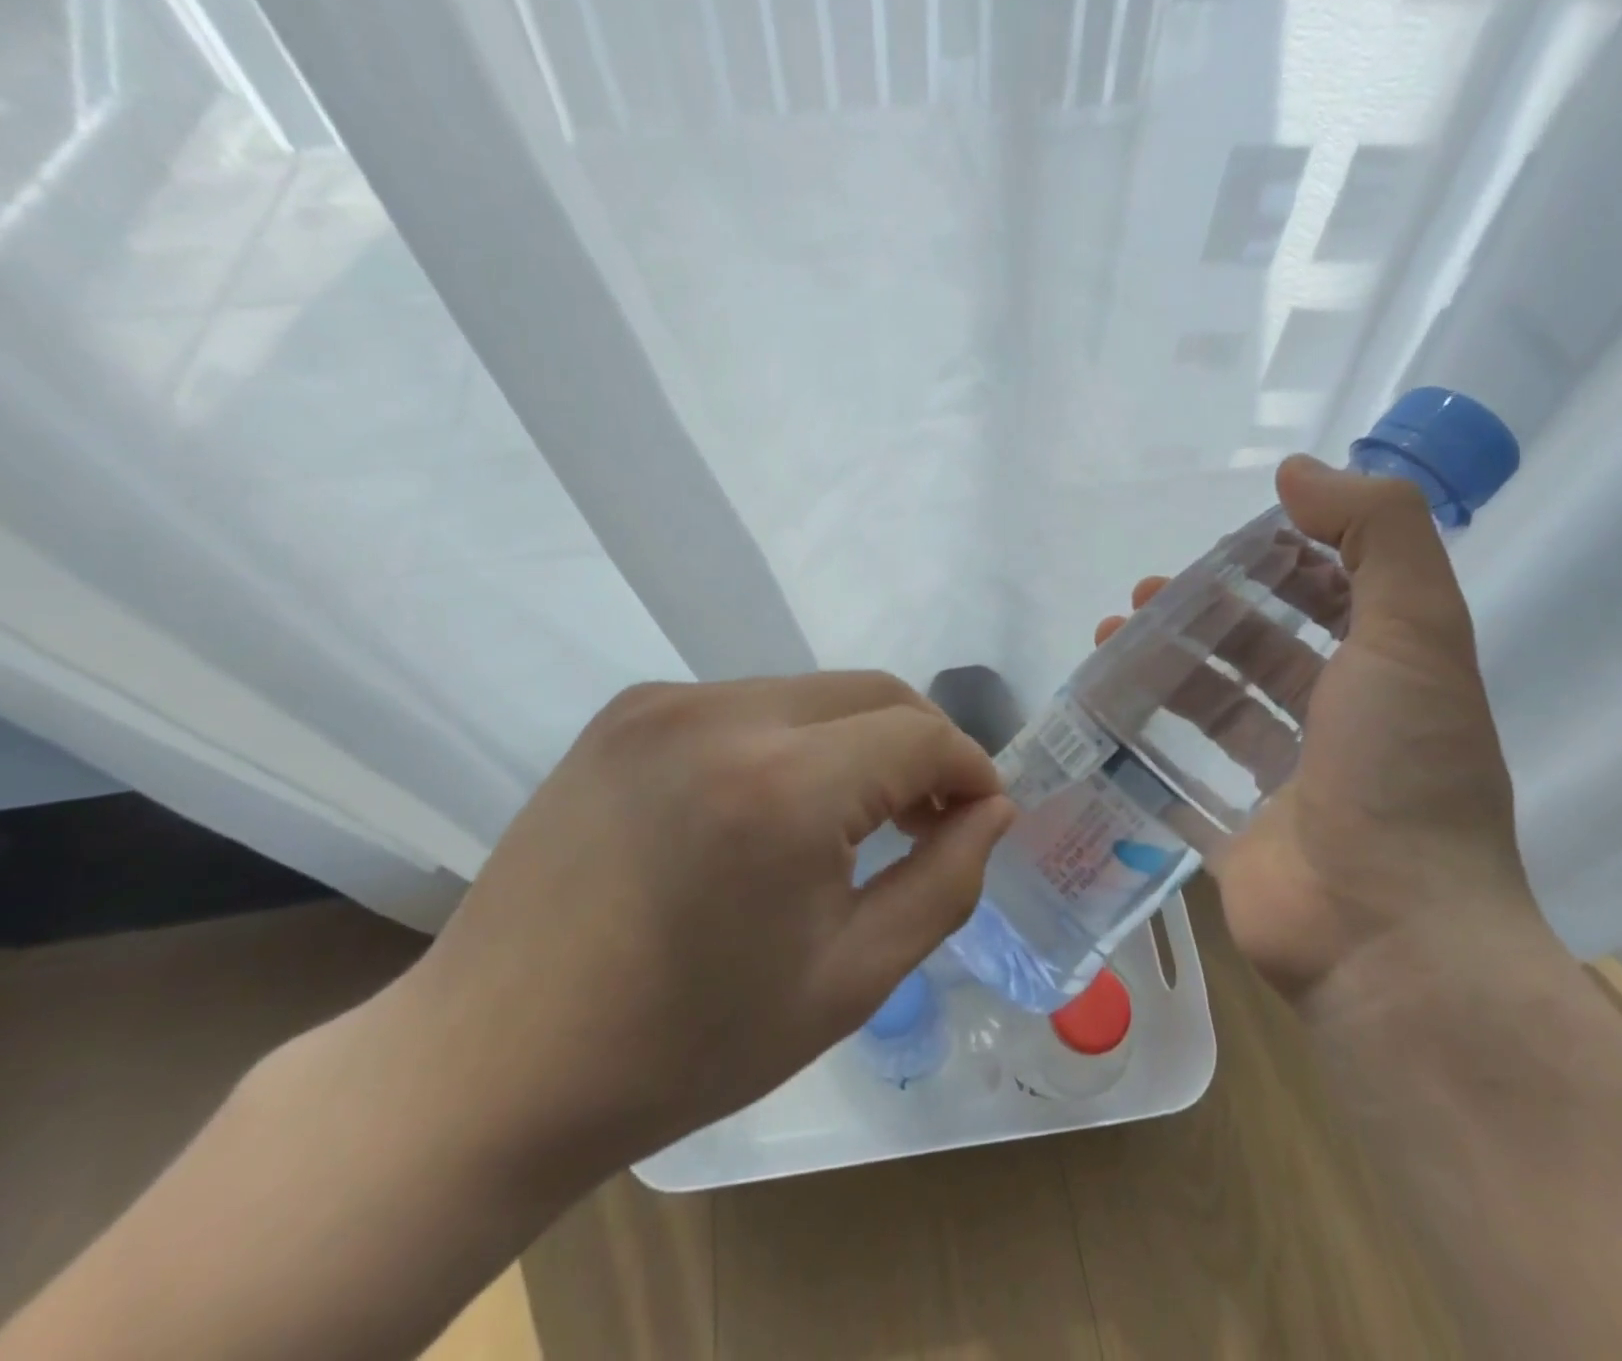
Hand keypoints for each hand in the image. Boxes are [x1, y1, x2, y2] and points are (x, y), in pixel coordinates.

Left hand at [386, 674, 1014, 1187]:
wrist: (491, 1065)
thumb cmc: (687, 1045)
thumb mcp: (851, 978)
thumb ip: (945, 881)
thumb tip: (992, 810)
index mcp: (783, 786)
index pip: (922, 734)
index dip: (969, 769)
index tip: (979, 816)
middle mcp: (723, 713)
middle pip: (873, 692)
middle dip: (922, 746)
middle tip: (928, 818)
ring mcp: (664, 702)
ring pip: (813, 694)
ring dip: (856, 742)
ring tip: (850, 819)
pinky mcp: (625, 712)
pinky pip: (747, 705)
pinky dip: (790, 741)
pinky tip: (769, 808)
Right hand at [1094, 457, 1533, 999]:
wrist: (1387, 936)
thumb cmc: (1402, 772)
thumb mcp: (1414, 633)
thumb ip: (1377, 535)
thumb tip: (1298, 472)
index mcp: (1390, 677)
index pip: (1335, 599)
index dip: (1284, 564)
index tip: (1226, 547)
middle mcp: (1341, 727)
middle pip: (1265, 652)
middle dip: (1206, 616)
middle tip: (1144, 597)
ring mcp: (1286, 785)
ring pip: (1218, 709)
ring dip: (1167, 670)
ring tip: (1108, 640)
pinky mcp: (1236, 832)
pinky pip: (1184, 777)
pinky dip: (1149, 744)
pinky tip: (1105, 713)